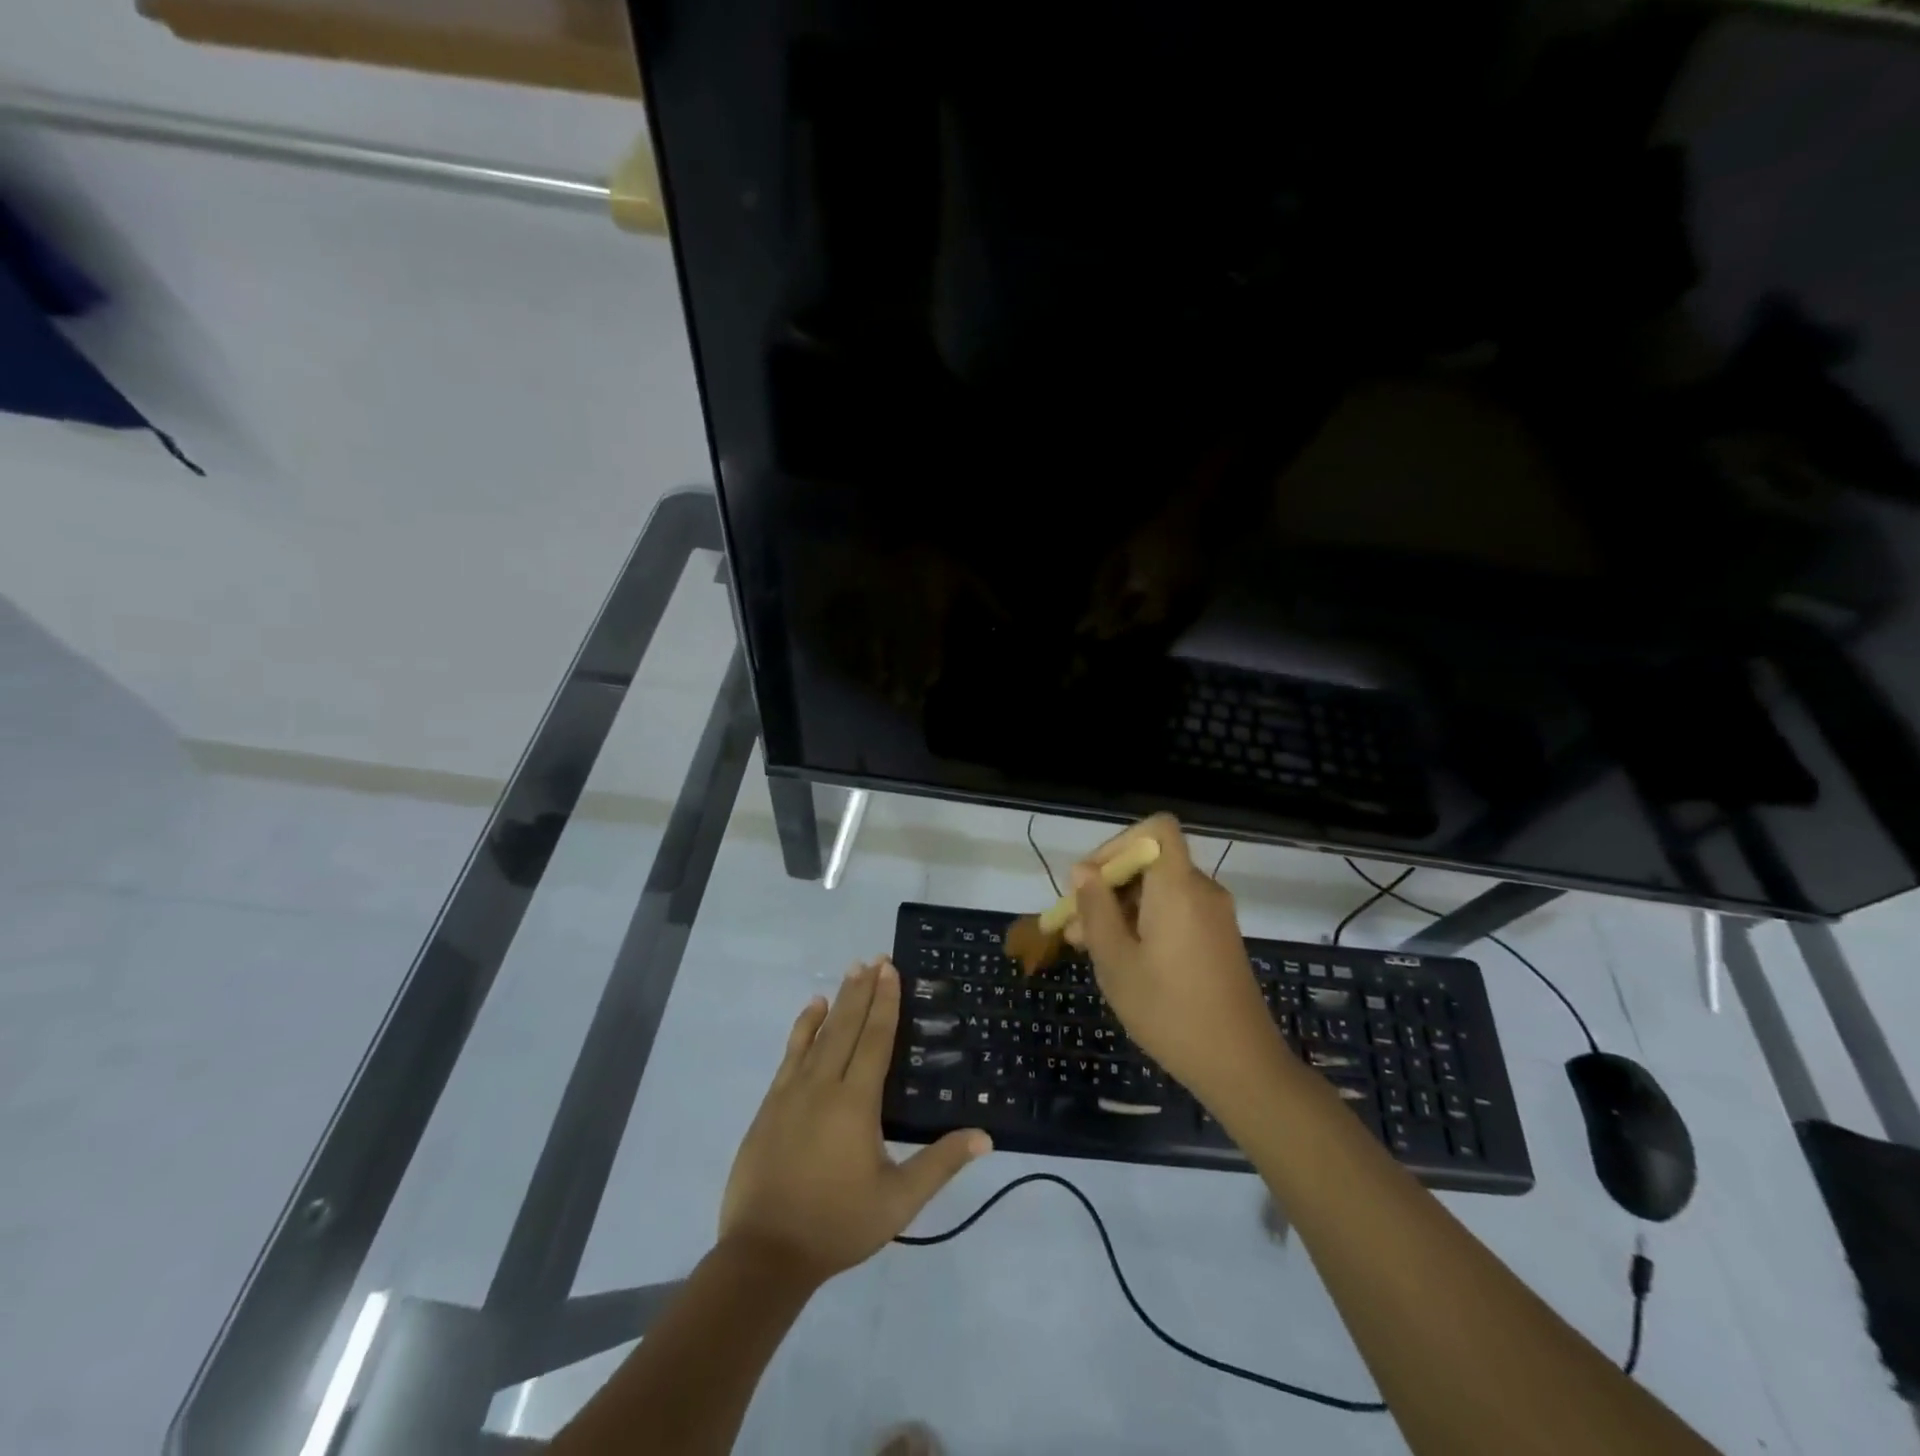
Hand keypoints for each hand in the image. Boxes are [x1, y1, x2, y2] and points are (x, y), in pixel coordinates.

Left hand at [719, 958, 991, 1285]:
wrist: (765, 1254)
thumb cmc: (837, 1224)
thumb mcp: (898, 1201)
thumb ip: (940, 1163)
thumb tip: (985, 1136)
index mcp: (856, 1102)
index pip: (875, 1039)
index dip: (885, 1002)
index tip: (890, 969)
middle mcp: (823, 1085)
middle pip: (847, 1026)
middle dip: (863, 990)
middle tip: (874, 958)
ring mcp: (792, 1092)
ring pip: (818, 1034)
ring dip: (836, 1000)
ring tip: (850, 971)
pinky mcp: (770, 1104)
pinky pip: (790, 1053)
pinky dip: (802, 1027)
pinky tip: (810, 1010)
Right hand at [1067, 814, 1284, 1100]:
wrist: (1241, 1067)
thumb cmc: (1170, 1011)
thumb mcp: (1116, 961)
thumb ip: (1096, 909)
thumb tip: (1082, 871)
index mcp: (1178, 886)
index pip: (1156, 828)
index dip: (1118, 843)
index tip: (1090, 881)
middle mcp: (1201, 890)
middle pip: (1150, 862)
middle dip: (1106, 886)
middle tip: (1073, 927)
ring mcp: (1214, 916)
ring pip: (1158, 890)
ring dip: (1120, 909)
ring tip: (1086, 948)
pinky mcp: (1218, 939)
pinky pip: (1175, 911)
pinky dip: (1144, 923)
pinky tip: (1121, 960)